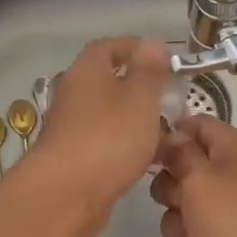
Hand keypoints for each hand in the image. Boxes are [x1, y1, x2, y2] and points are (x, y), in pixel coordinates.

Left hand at [25, 37, 171, 236]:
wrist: (66, 194)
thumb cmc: (109, 137)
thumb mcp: (140, 97)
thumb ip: (149, 71)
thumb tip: (151, 43)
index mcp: (87, 71)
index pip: (108, 47)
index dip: (134, 47)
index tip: (161, 56)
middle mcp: (74, 94)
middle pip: (108, 82)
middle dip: (139, 87)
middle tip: (170, 96)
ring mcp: (71, 127)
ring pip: (109, 115)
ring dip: (135, 119)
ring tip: (167, 129)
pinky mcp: (74, 158)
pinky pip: (106, 142)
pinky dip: (127, 144)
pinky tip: (150, 159)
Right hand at [148, 117, 236, 236]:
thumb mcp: (200, 177)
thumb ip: (178, 154)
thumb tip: (170, 135)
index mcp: (232, 149)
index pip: (195, 126)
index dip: (171, 137)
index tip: (149, 152)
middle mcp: (229, 178)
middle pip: (180, 175)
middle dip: (170, 193)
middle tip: (181, 202)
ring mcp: (226, 217)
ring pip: (180, 217)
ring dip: (181, 231)